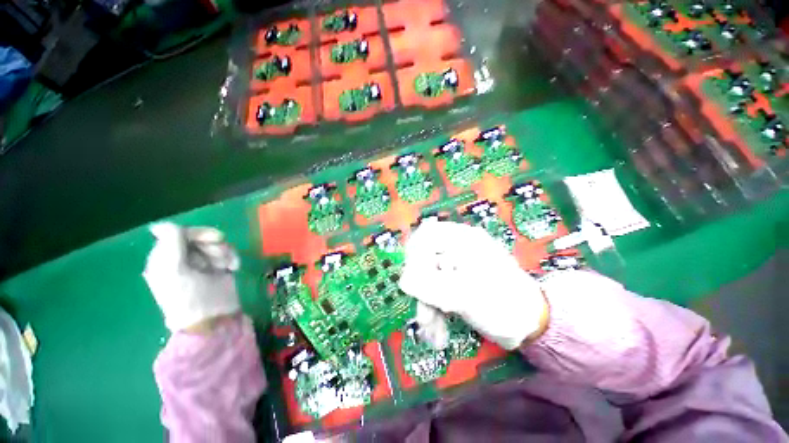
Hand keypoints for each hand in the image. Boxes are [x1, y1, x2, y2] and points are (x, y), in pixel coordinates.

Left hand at [143, 222, 241, 332]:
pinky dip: (233, 258)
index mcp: (166, 258)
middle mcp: (183, 258)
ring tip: (226, 266)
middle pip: (200, 237)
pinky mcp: (220, 267)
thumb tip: (160, 224)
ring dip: (225, 252)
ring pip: (216, 244)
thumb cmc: (189, 296)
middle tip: (220, 256)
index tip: (215, 238)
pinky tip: (233, 268)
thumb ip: (169, 245)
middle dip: (213, 244)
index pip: (180, 233)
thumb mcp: (173, 270)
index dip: (197, 233)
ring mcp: (203, 263)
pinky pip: (229, 253)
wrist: (213, 317)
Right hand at [399, 221, 548, 349]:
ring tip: (432, 332)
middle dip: (422, 291)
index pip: (425, 236)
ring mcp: (456, 264)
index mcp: (462, 239)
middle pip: (424, 260)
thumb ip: (430, 285)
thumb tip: (403, 280)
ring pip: (429, 277)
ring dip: (427, 304)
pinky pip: (436, 288)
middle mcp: (457, 247)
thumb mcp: (464, 295)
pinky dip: (435, 308)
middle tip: (424, 318)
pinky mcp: (456, 280)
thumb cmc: (502, 304)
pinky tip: (438, 331)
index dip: (414, 256)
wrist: (530, 324)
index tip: (411, 280)